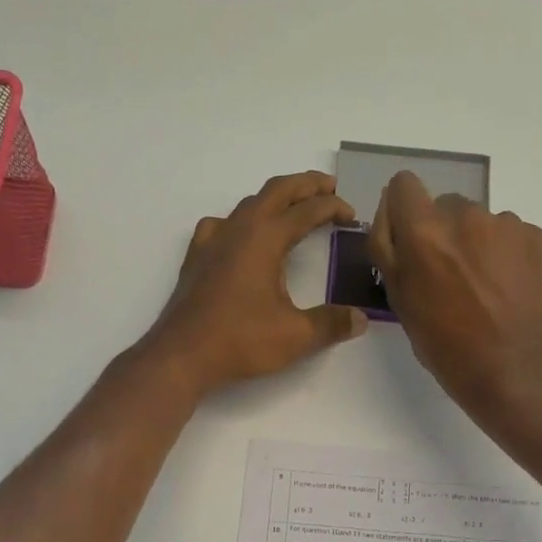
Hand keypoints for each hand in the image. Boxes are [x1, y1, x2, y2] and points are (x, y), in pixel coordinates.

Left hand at [143, 171, 368, 396]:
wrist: (181, 356)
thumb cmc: (239, 341)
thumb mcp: (295, 336)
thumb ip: (331, 324)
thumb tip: (361, 319)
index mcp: (264, 239)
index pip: (307, 210)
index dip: (333, 208)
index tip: (352, 215)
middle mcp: (238, 229)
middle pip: (276, 191)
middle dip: (306, 185)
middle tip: (329, 188)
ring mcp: (212, 240)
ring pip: (248, 204)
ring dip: (275, 200)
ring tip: (293, 209)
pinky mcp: (197, 257)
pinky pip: (223, 224)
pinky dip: (242, 220)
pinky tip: (243, 236)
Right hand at [368, 171, 541, 423]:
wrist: (515, 371)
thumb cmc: (446, 346)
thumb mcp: (399, 300)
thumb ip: (387, 249)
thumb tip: (388, 213)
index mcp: (424, 232)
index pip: (404, 184)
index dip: (402, 210)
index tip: (409, 239)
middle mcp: (465, 215)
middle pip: (443, 205)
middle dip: (440, 232)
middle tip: (447, 276)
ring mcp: (505, 223)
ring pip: (477, 220)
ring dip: (474, 242)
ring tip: (481, 287)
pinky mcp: (535, 236)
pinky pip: (508, 233)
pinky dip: (503, 253)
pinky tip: (506, 288)